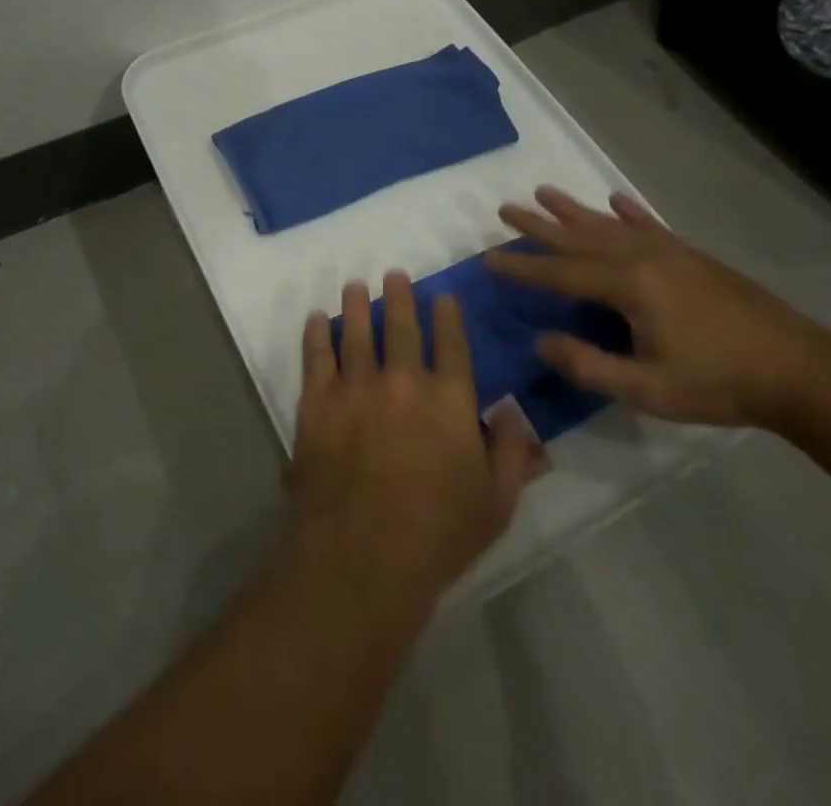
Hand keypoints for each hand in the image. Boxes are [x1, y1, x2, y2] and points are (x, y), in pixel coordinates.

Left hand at [288, 274, 543, 611]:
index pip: (452, 343)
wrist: (362, 555)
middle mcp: (403, 380)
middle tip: (393, 275)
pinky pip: (316, 356)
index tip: (442, 296)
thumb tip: (514, 414)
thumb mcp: (495, 504)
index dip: (447, 316)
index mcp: (449, 400)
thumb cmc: (437, 536)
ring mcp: (356, 387)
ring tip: (355, 285)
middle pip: (401, 326)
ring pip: (356, 332)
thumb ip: (511, 454)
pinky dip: (315, 334)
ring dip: (356, 305)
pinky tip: (315, 318)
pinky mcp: (318, 401)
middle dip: (399, 296)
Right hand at [486, 187, 830, 428]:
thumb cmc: (718, 383)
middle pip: (579, 237)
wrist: (800, 370)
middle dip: (539, 225)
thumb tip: (540, 341)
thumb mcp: (648, 389)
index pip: (561, 273)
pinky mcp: (692, 255)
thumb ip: (589, 365)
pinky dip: (629, 211)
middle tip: (505, 209)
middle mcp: (642, 257)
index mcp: (628, 286)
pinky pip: (650, 224)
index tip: (488, 259)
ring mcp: (670, 251)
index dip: (523, 268)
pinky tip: (615, 200)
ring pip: (609, 224)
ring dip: (573, 210)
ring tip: (543, 192)